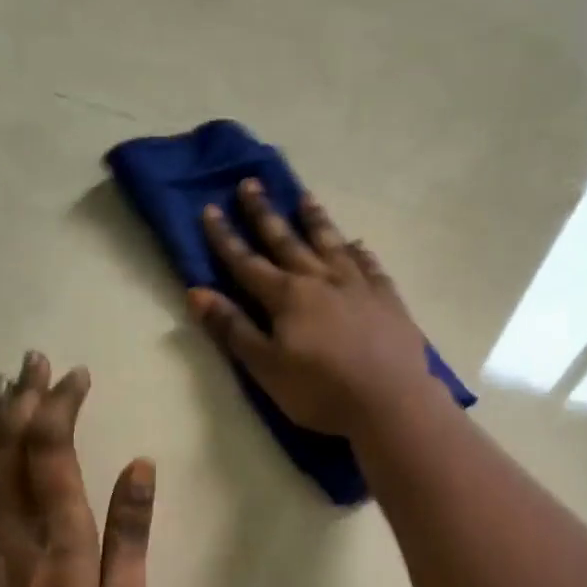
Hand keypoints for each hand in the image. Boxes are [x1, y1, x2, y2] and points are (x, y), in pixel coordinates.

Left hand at [0, 352, 152, 586]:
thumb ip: (129, 533)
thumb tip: (140, 467)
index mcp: (59, 534)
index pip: (53, 450)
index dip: (62, 407)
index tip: (75, 376)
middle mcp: (13, 527)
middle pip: (12, 447)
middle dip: (26, 399)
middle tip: (34, 360)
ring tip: (2, 382)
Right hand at [189, 178, 441, 437]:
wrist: (389, 402)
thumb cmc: (321, 392)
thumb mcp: (266, 369)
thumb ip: (233, 330)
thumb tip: (197, 293)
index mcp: (287, 297)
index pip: (247, 263)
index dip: (225, 238)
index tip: (209, 209)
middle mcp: (321, 280)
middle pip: (287, 241)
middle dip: (265, 214)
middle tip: (250, 184)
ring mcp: (358, 286)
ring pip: (331, 244)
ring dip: (315, 221)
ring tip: (305, 198)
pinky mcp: (389, 300)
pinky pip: (371, 266)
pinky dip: (360, 253)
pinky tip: (358, 245)